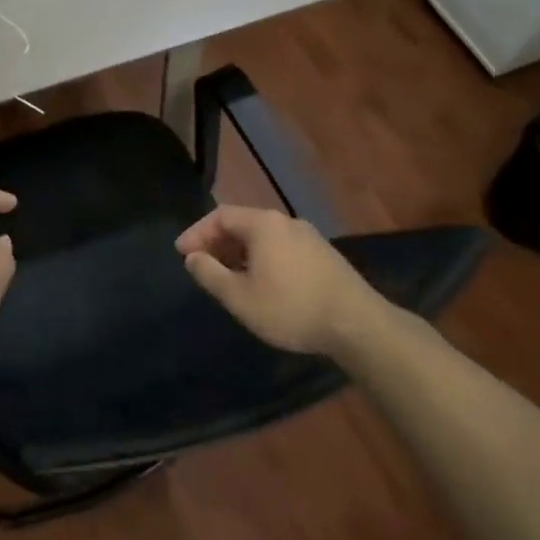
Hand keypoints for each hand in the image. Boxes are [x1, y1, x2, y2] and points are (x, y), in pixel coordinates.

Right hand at [176, 205, 385, 355]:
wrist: (356, 324)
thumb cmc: (290, 307)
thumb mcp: (239, 297)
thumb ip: (210, 274)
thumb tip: (192, 257)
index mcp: (263, 224)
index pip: (220, 216)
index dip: (197, 232)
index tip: (182, 253)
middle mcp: (286, 221)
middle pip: (242, 223)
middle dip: (217, 242)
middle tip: (201, 264)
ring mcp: (308, 237)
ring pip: (263, 237)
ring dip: (239, 252)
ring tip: (228, 276)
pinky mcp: (323, 255)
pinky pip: (281, 247)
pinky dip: (261, 258)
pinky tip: (261, 282)